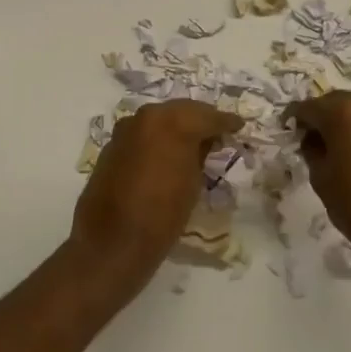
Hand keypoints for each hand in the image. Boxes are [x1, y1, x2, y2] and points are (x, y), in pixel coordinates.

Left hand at [69, 99, 241, 300]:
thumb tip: (204, 142)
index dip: (226, 121)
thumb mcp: (193, 182)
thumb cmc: (163, 215)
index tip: (238, 125)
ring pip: (160, 118)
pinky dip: (157, 137)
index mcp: (173, 123)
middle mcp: (147, 116)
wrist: (113, 241)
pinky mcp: (112, 144)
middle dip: (200, 119)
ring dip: (177, 125)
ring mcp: (126, 128)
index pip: (208, 116)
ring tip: (194, 141)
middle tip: (217, 131)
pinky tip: (166, 151)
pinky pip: (142, 133)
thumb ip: (200, 154)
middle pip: (182, 110)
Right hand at [286, 92, 350, 298]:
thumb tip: (312, 138)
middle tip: (308, 136)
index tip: (286, 127)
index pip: (309, 106)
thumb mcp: (320, 175)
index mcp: (342, 111)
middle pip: (335, 102)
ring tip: (332, 144)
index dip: (295, 117)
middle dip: (320, 116)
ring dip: (343, 121)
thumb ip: (311, 148)